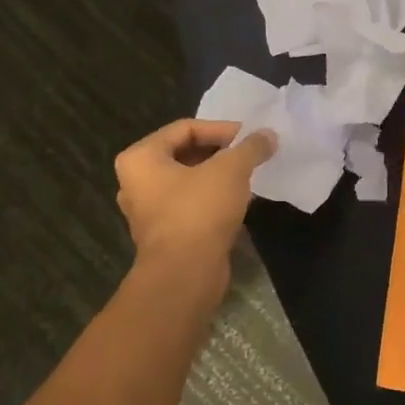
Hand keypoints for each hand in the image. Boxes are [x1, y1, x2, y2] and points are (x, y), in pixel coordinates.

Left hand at [113, 119, 274, 283]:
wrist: (185, 275)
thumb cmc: (199, 211)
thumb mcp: (231, 170)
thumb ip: (250, 147)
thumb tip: (268, 135)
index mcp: (140, 158)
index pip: (185, 128)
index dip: (221, 129)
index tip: (250, 137)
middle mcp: (136, 182)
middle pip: (185, 154)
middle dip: (220, 152)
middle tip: (250, 154)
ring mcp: (148, 211)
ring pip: (188, 181)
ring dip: (218, 176)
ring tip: (249, 175)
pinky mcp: (164, 235)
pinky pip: (190, 205)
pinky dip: (213, 199)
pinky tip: (239, 201)